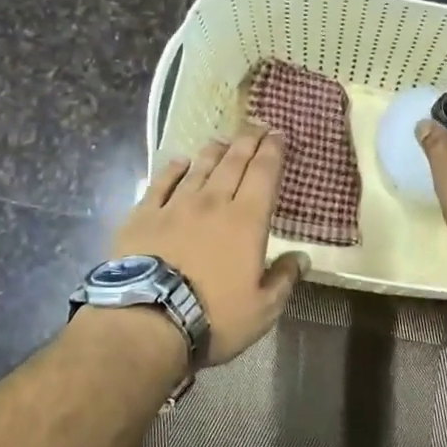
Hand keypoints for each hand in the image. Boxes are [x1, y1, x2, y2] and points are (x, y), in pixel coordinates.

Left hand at [111, 123, 309, 365]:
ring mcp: (175, 206)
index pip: (264, 174)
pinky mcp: (143, 215)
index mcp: (246, 220)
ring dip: (214, 151)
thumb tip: (302, 258)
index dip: (273, 151)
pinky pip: (161, 183)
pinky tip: (178, 161)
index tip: (279, 135)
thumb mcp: (262, 309)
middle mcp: (213, 202)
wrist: (148, 320)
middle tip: (256, 127)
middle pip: (233, 163)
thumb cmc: (213, 317)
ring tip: (222, 140)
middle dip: (248, 141)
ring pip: (199, 168)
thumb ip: (283, 279)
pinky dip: (173, 169)